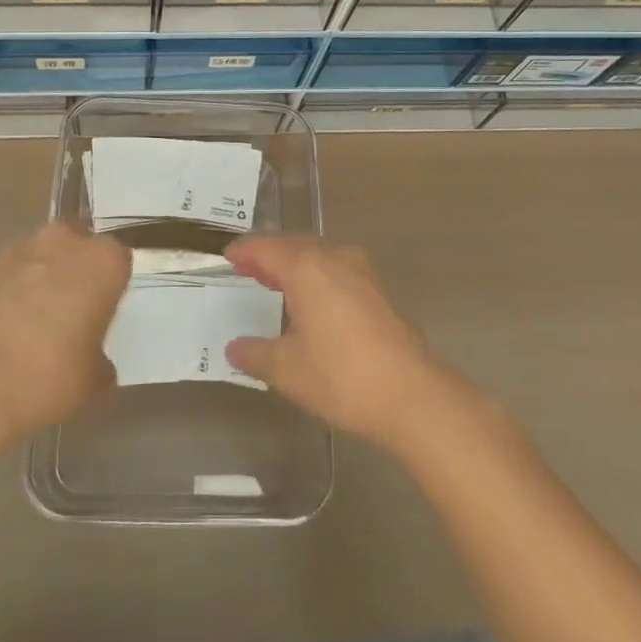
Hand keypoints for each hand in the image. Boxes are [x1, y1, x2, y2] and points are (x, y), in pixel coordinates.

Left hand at [0, 223, 129, 439]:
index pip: (119, 262)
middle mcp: (65, 241)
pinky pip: (11, 274)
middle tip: (72, 316)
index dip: (111, 289)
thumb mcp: (93, 381)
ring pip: (43, 259)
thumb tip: (94, 362)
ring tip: (34, 326)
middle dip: (76, 274)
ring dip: (42, 281)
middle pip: (79, 250)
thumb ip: (100, 361)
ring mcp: (21, 248)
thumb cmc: (49, 374)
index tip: (103, 315)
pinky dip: (12, 293)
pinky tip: (6, 330)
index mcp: (104, 260)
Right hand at [224, 236, 460, 453]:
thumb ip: (256, 354)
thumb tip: (234, 349)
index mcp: (306, 267)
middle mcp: (334, 259)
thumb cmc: (342, 376)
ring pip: (319, 256)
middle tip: (248, 268)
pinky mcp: (379, 292)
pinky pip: (337, 270)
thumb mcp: (288, 370)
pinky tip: (313, 301)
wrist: (412, 395)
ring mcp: (362, 273)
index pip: (267, 248)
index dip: (245, 251)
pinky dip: (317, 277)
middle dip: (269, 255)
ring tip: (277, 282)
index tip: (228, 256)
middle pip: (294, 246)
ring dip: (296, 265)